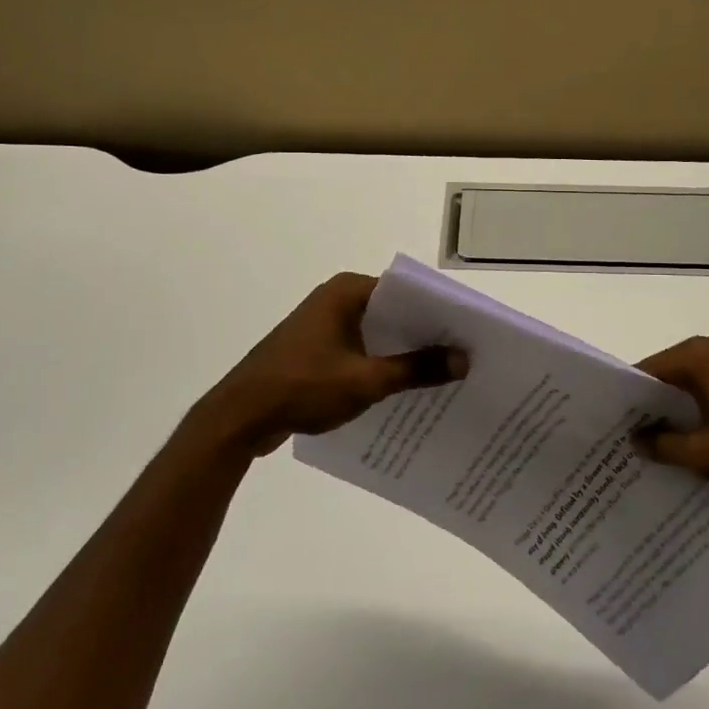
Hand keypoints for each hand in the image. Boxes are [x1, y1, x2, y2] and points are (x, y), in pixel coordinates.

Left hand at [195, 273, 465, 455]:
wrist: (240, 417)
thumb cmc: (303, 387)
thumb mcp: (366, 380)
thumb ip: (416, 369)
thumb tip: (464, 359)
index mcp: (347, 291)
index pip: (406, 292)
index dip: (438, 312)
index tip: (469, 332)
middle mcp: (336, 299)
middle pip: (393, 312)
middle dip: (425, 334)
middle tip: (465, 355)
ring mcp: (324, 325)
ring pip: (376, 334)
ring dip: (403, 353)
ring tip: (444, 374)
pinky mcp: (316, 350)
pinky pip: (359, 350)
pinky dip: (380, 365)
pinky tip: (405, 390)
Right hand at [633, 329, 708, 493]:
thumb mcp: (708, 455)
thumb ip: (664, 445)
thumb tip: (636, 439)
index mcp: (700, 355)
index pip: (650, 371)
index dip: (633, 399)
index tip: (620, 425)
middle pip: (676, 369)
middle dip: (661, 400)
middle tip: (646, 435)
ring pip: (704, 373)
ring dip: (691, 399)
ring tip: (683, 436)